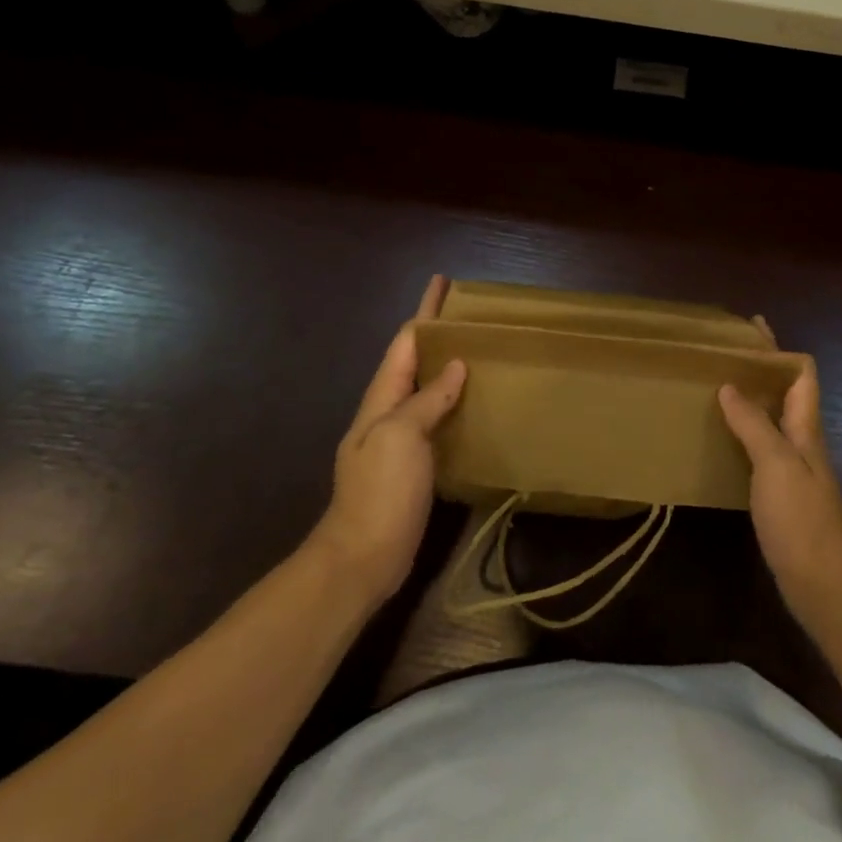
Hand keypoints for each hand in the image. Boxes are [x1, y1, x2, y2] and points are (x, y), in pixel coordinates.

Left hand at [310, 275, 466, 605]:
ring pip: (427, 389)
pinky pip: (437, 419)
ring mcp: (400, 440)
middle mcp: (389, 412)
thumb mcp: (401, 436)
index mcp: (382, 399)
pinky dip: (454, 401)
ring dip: (447, 366)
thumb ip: (427, 400)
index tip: (442, 284)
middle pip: (414, 361)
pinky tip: (475, 403)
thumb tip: (455, 367)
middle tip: (471, 315)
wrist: (362, 558)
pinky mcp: (415, 464)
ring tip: (479, 350)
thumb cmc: (380, 492)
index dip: (424, 312)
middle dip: (437, 333)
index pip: (405, 343)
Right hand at [719, 355, 841, 628]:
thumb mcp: (776, 465)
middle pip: (786, 392)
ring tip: (714, 387)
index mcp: (806, 428)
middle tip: (721, 354)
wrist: (825, 586)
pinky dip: (743, 433)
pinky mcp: (782, 494)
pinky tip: (720, 438)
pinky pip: (761, 448)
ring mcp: (794, 469)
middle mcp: (803, 442)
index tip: (750, 329)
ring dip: (750, 399)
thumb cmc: (802, 520)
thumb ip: (754, 424)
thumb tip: (731, 384)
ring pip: (773, 419)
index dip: (779, 348)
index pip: (803, 373)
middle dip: (760, 369)